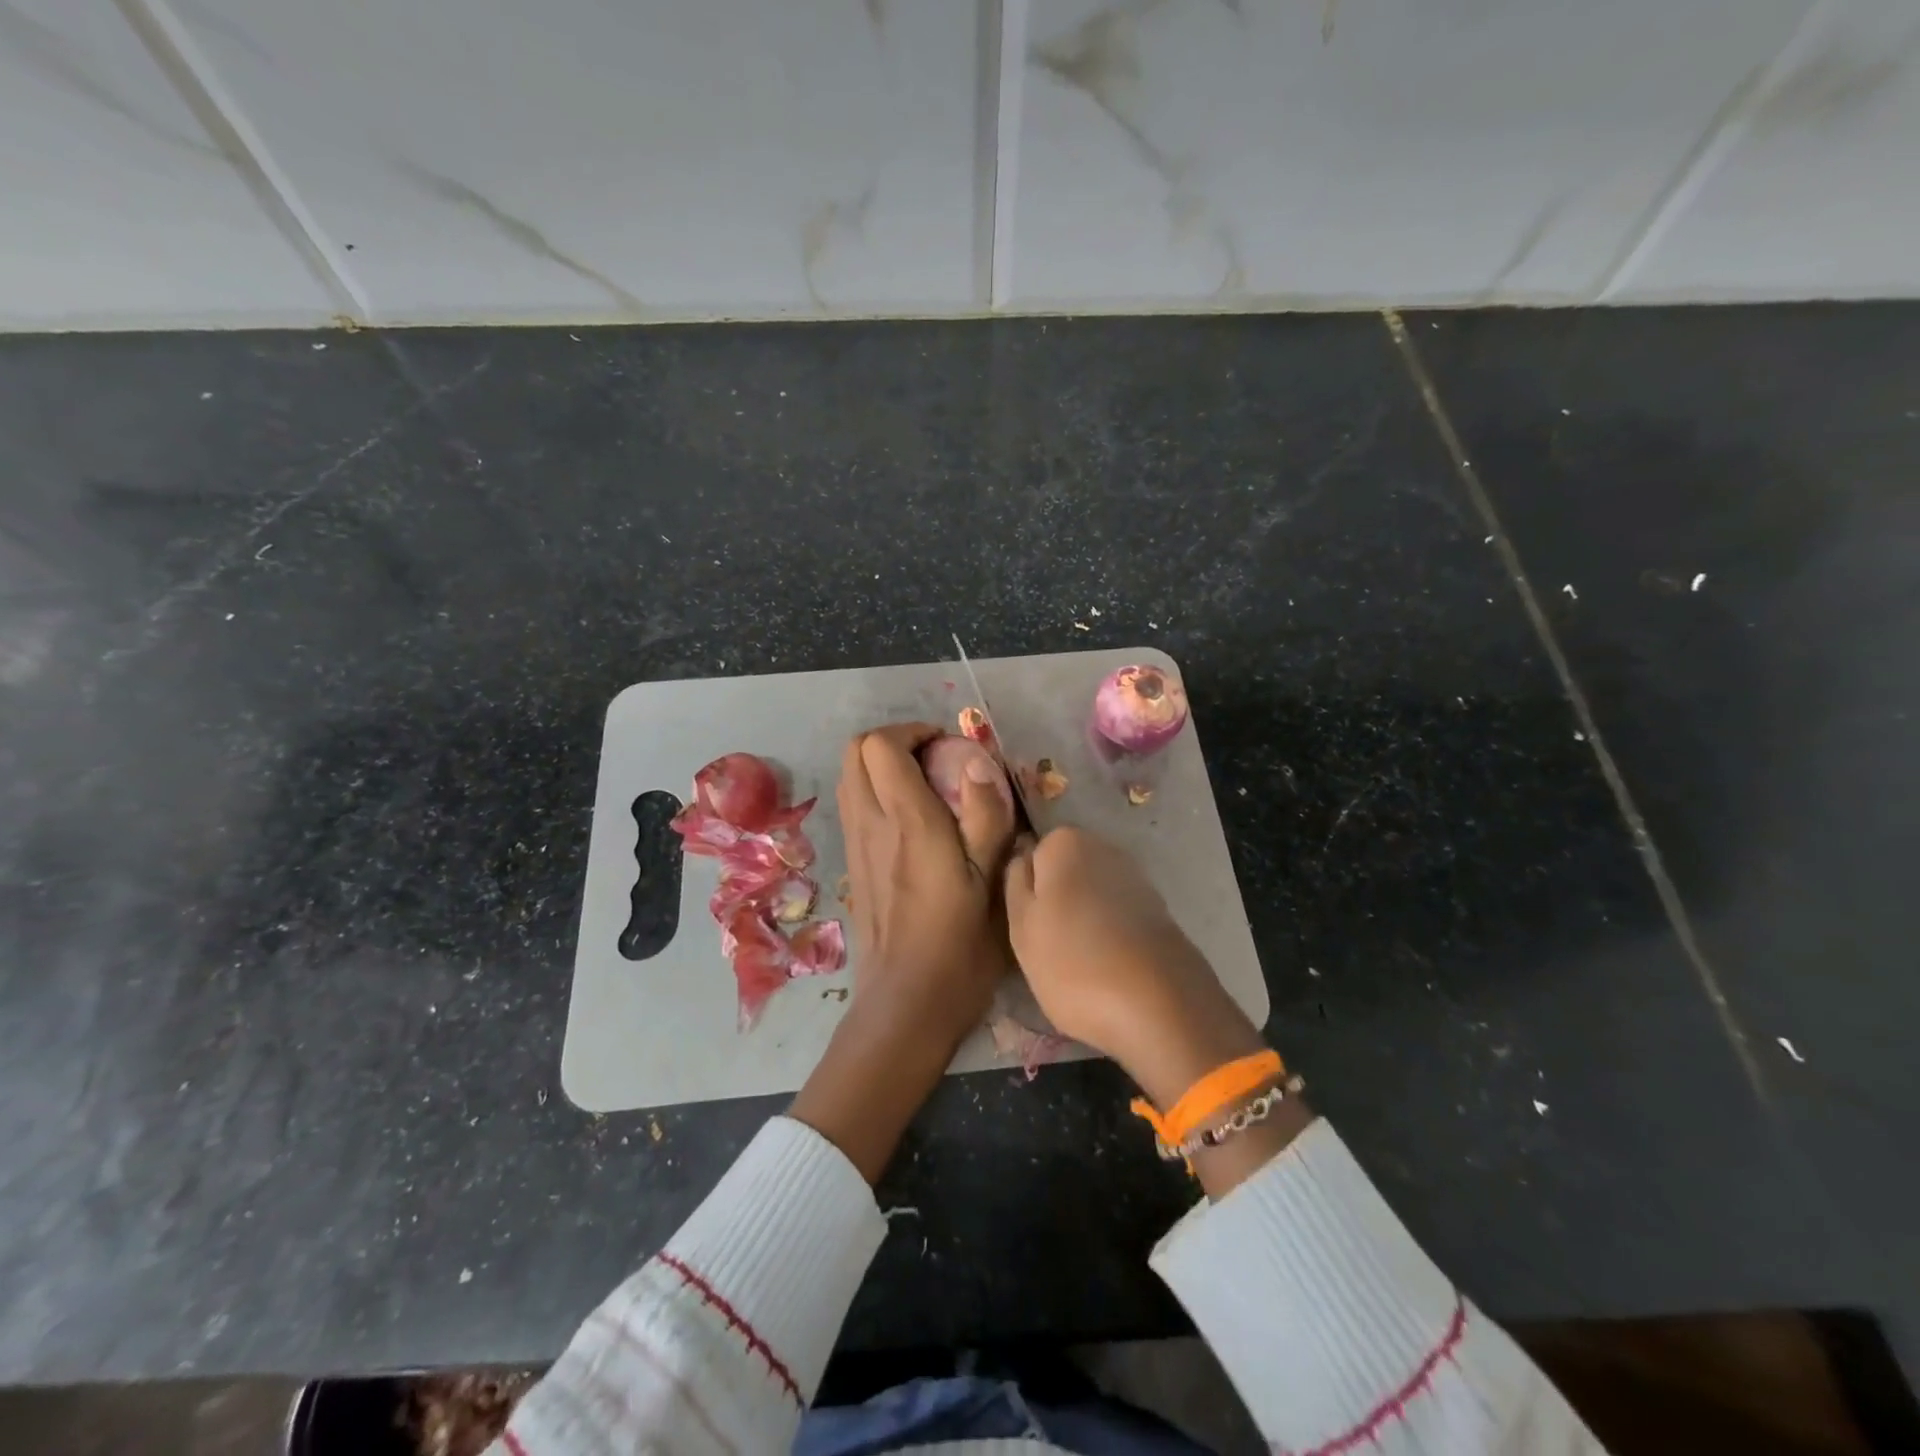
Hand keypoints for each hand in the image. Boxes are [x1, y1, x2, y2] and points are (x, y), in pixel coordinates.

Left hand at [790, 722, 1015, 1182]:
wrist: (907, 1003)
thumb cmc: (959, 944)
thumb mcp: (991, 881)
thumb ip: (986, 815)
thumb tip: (977, 760)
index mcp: (907, 821)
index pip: (881, 746)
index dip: (912, 732)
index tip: (947, 747)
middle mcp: (871, 824)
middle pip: (854, 752)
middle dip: (892, 741)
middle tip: (933, 759)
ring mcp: (855, 844)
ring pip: (849, 778)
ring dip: (880, 766)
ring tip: (923, 785)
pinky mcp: (852, 865)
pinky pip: (853, 806)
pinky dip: (874, 793)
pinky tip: (910, 822)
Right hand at [1003, 828, 1264, 1109]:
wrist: (1159, 1003)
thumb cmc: (1073, 962)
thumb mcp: (1020, 925)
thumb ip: (1014, 881)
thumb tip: (1021, 855)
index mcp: (1064, 842)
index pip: (1031, 855)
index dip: (1026, 890)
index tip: (1027, 924)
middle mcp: (1103, 846)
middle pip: (1063, 871)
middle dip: (1056, 901)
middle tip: (1047, 947)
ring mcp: (1135, 876)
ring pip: (1091, 893)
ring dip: (1083, 918)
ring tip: (1079, 963)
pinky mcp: (1158, 908)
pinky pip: (1117, 914)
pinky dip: (1110, 933)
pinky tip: (1108, 965)